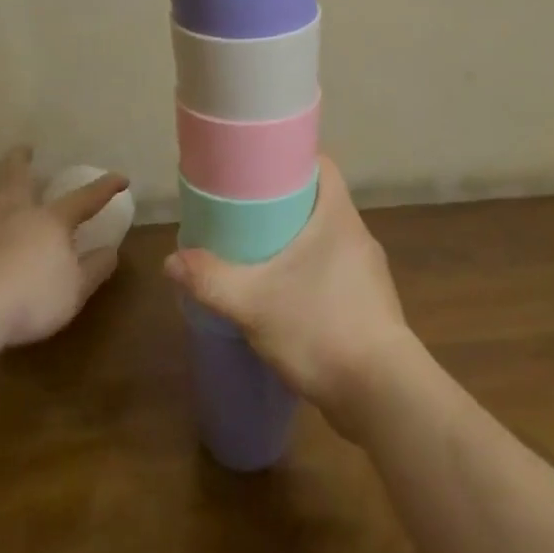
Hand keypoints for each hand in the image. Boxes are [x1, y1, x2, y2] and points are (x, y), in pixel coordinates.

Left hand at [0, 146, 126, 346]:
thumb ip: (94, 269)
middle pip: (16, 177)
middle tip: (24, 148)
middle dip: (22, 160)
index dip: (105, 188)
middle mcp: (17, 216)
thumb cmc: (33, 297)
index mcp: (51, 221)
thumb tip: (111, 251)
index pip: (84, 199)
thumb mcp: (75, 289)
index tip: (121, 178)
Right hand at [163, 156, 414, 435]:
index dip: (290, 160)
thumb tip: (171, 261)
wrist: (382, 393)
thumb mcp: (253, 303)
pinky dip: (309, 274)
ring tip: (259, 253)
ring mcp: (368, 271)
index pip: (320, 165)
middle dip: (283, 204)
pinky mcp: (370, 304)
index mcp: (338, 215)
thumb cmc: (319, 328)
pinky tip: (284, 296)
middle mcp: (357, 235)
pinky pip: (334, 272)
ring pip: (326, 239)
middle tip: (244, 212)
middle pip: (319, 201)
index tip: (257, 168)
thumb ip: (211, 279)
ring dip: (296, 242)